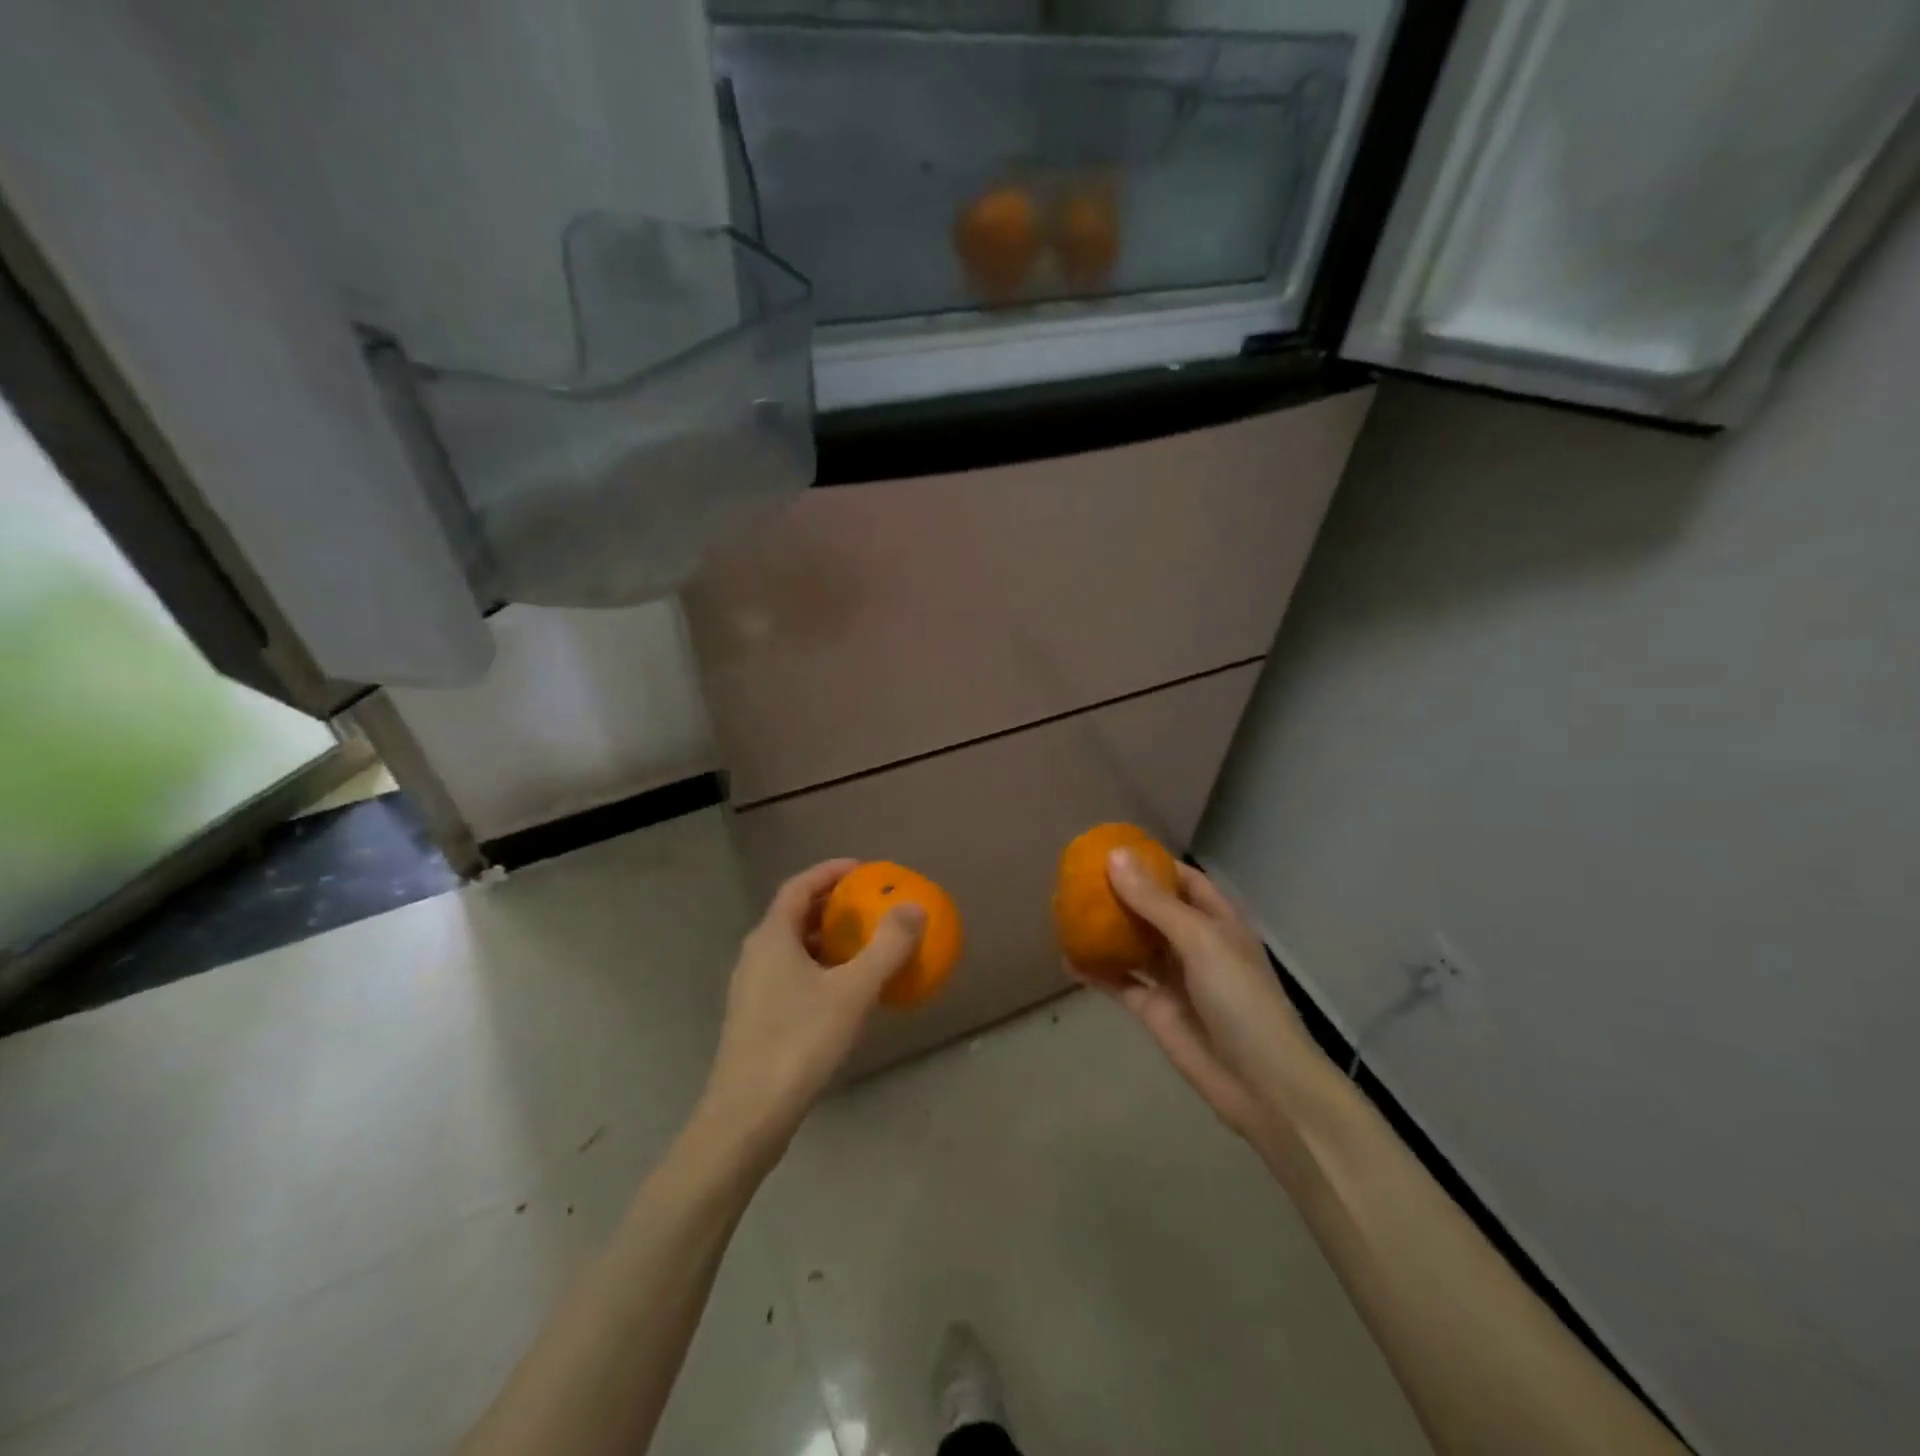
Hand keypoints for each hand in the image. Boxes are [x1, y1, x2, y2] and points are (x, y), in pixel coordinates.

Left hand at [699, 859, 924, 1158]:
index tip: (863, 869)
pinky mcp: (755, 1017)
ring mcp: (752, 988)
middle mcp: (756, 955)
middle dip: (832, 904)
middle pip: (794, 915)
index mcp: (772, 937)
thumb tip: (915, 907)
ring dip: (826, 938)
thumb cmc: (798, 1042)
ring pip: (792, 948)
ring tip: (862, 944)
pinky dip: (819, 967)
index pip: (799, 886)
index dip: (830, 872)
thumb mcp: (852, 992)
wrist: (746, 1117)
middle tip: (868, 904)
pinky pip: (791, 974)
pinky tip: (844, 992)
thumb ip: (887, 947)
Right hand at [1088, 853, 1324, 1144]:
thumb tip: (1114, 856)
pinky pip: (1120, 982)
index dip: (1152, 863)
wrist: (1262, 1084)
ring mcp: (1174, 978)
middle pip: (1154, 910)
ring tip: (1067, 910)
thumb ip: (1154, 901)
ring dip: (1106, 930)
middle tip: (1078, 878)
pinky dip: (1096, 971)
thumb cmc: (1240, 998)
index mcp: (1217, 920)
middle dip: (1121, 894)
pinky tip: (1066, 957)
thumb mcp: (1199, 940)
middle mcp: (1195, 944)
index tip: (1112, 849)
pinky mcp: (1155, 1010)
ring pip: (1134, 945)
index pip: (1183, 880)